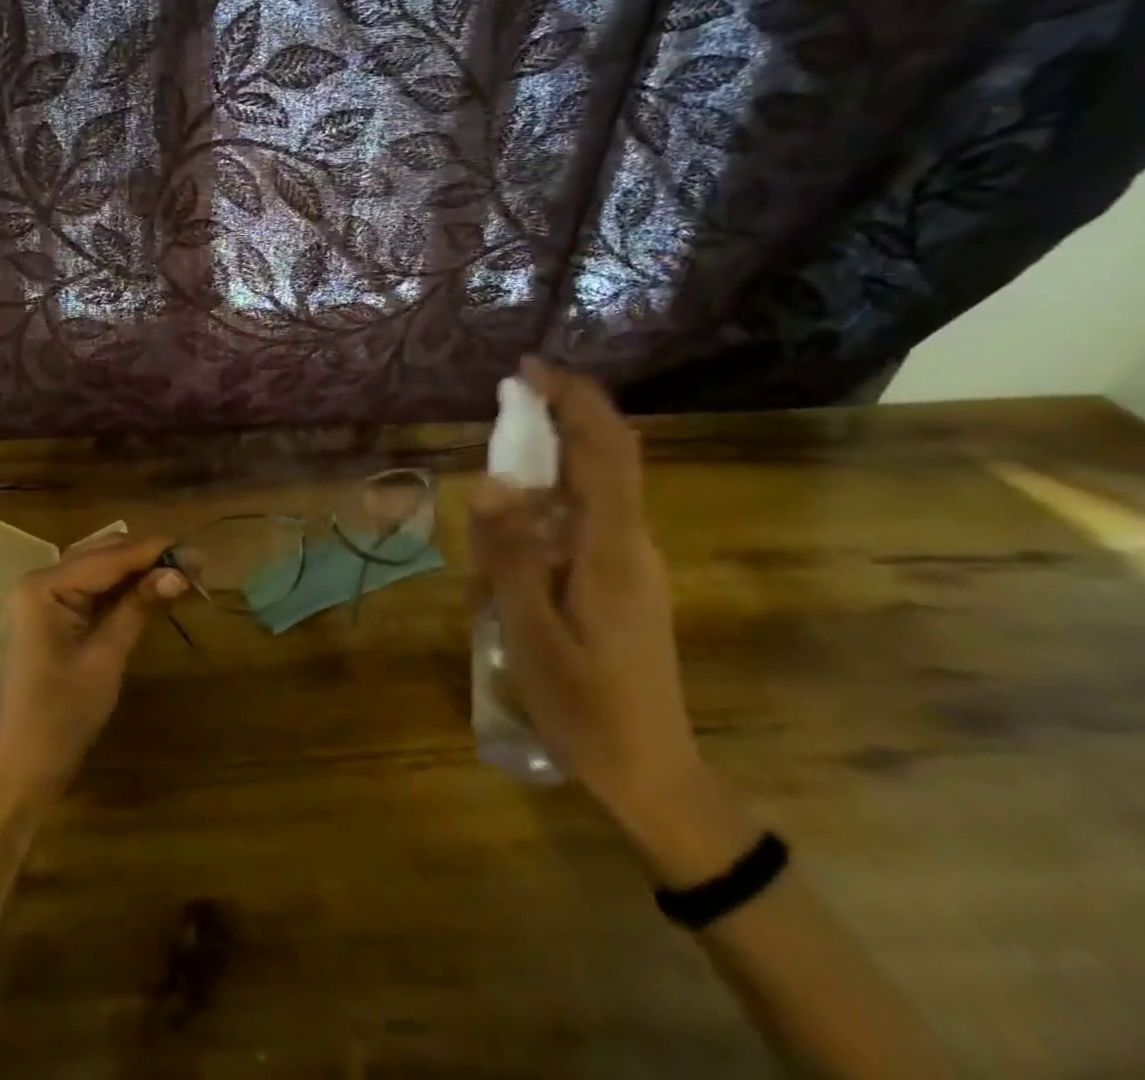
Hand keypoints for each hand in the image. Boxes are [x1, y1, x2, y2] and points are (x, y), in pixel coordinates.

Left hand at [0, 535, 185, 808]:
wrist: (25, 768)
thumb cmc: (63, 715)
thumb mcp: (106, 657)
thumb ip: (139, 606)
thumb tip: (180, 572)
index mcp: (44, 586)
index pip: (108, 558)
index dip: (153, 552)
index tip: (196, 550)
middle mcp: (41, 580)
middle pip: (104, 555)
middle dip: (149, 559)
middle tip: (196, 566)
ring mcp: (45, 597)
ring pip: (102, 570)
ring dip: (140, 571)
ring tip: (183, 574)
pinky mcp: (55, 614)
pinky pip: (95, 590)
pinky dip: (125, 589)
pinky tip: (155, 589)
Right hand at [471, 359, 706, 843]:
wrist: (654, 775)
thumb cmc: (588, 710)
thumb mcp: (530, 634)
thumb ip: (509, 556)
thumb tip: (490, 481)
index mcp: (612, 549)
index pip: (605, 450)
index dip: (573, 398)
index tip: (528, 370)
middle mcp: (631, 544)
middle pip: (604, 459)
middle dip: (558, 421)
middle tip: (502, 413)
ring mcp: (632, 564)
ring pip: (591, 493)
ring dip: (544, 475)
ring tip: (491, 511)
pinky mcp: (623, 583)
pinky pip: (584, 525)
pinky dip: (547, 512)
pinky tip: (510, 554)